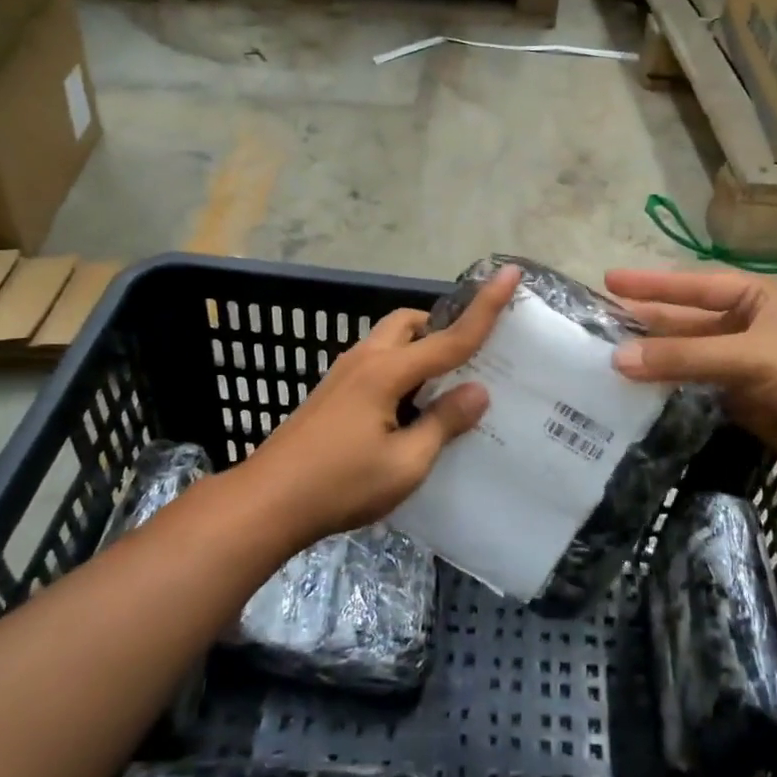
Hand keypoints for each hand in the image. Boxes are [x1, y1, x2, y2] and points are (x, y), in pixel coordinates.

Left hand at [239, 265, 520, 542]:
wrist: (266, 504)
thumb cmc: (340, 485)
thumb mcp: (405, 463)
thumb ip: (443, 423)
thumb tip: (477, 391)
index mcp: (387, 372)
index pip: (449, 337)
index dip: (485, 307)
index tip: (510, 273)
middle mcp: (364, 360)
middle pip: (409, 323)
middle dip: (441, 327)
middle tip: (467, 358)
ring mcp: (342, 375)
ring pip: (389, 341)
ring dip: (418, 350)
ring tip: (440, 390)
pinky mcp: (331, 393)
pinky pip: (376, 363)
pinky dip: (400, 370)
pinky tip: (406, 411)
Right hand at [605, 268, 776, 480]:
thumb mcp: (746, 357)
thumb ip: (683, 358)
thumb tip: (617, 359)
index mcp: (753, 298)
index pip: (692, 287)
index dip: (651, 285)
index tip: (609, 281)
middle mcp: (743, 326)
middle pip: (685, 322)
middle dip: (646, 324)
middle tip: (599, 325)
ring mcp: (740, 364)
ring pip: (686, 357)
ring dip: (653, 359)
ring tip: (606, 359)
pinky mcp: (738, 398)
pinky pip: (693, 388)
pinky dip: (667, 389)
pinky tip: (635, 392)